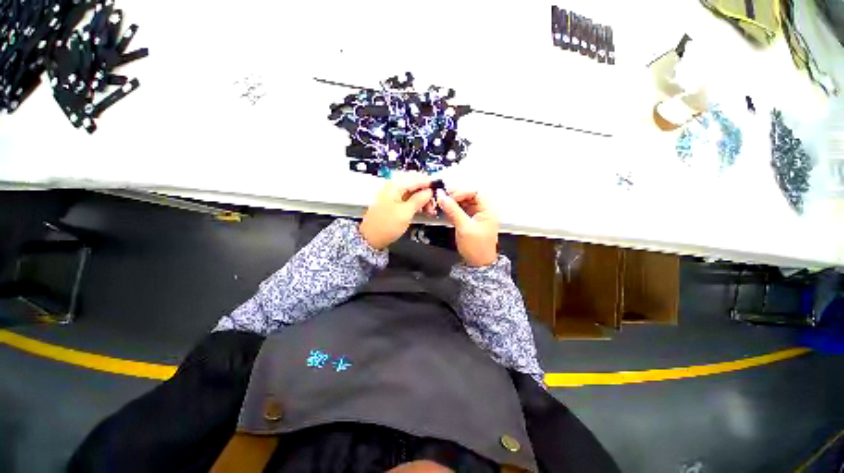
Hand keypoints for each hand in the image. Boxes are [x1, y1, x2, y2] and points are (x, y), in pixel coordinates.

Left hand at [359, 173, 433, 249]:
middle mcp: (393, 186)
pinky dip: (416, 203)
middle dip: (426, 192)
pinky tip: (421, 210)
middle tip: (434, 204)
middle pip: (414, 183)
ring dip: (422, 198)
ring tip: (429, 210)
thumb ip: (419, 199)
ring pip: (412, 191)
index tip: (440, 190)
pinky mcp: (393, 202)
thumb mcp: (406, 212)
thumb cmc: (386, 225)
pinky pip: (408, 198)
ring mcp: (392, 194)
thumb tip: (429, 191)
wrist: (370, 239)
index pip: (416, 178)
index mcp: (395, 185)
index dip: (429, 183)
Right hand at [436, 189, 498, 266]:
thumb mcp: (464, 227)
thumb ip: (453, 210)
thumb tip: (442, 196)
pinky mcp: (470, 220)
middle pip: (469, 195)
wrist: (478, 264)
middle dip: (455, 196)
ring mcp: (477, 215)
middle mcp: (484, 209)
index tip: (448, 196)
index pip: (475, 191)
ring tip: (442, 204)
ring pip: (464, 202)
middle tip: (442, 198)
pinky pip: (461, 209)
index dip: (461, 191)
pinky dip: (453, 208)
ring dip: (453, 202)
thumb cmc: (476, 247)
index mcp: (488, 209)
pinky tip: (445, 210)